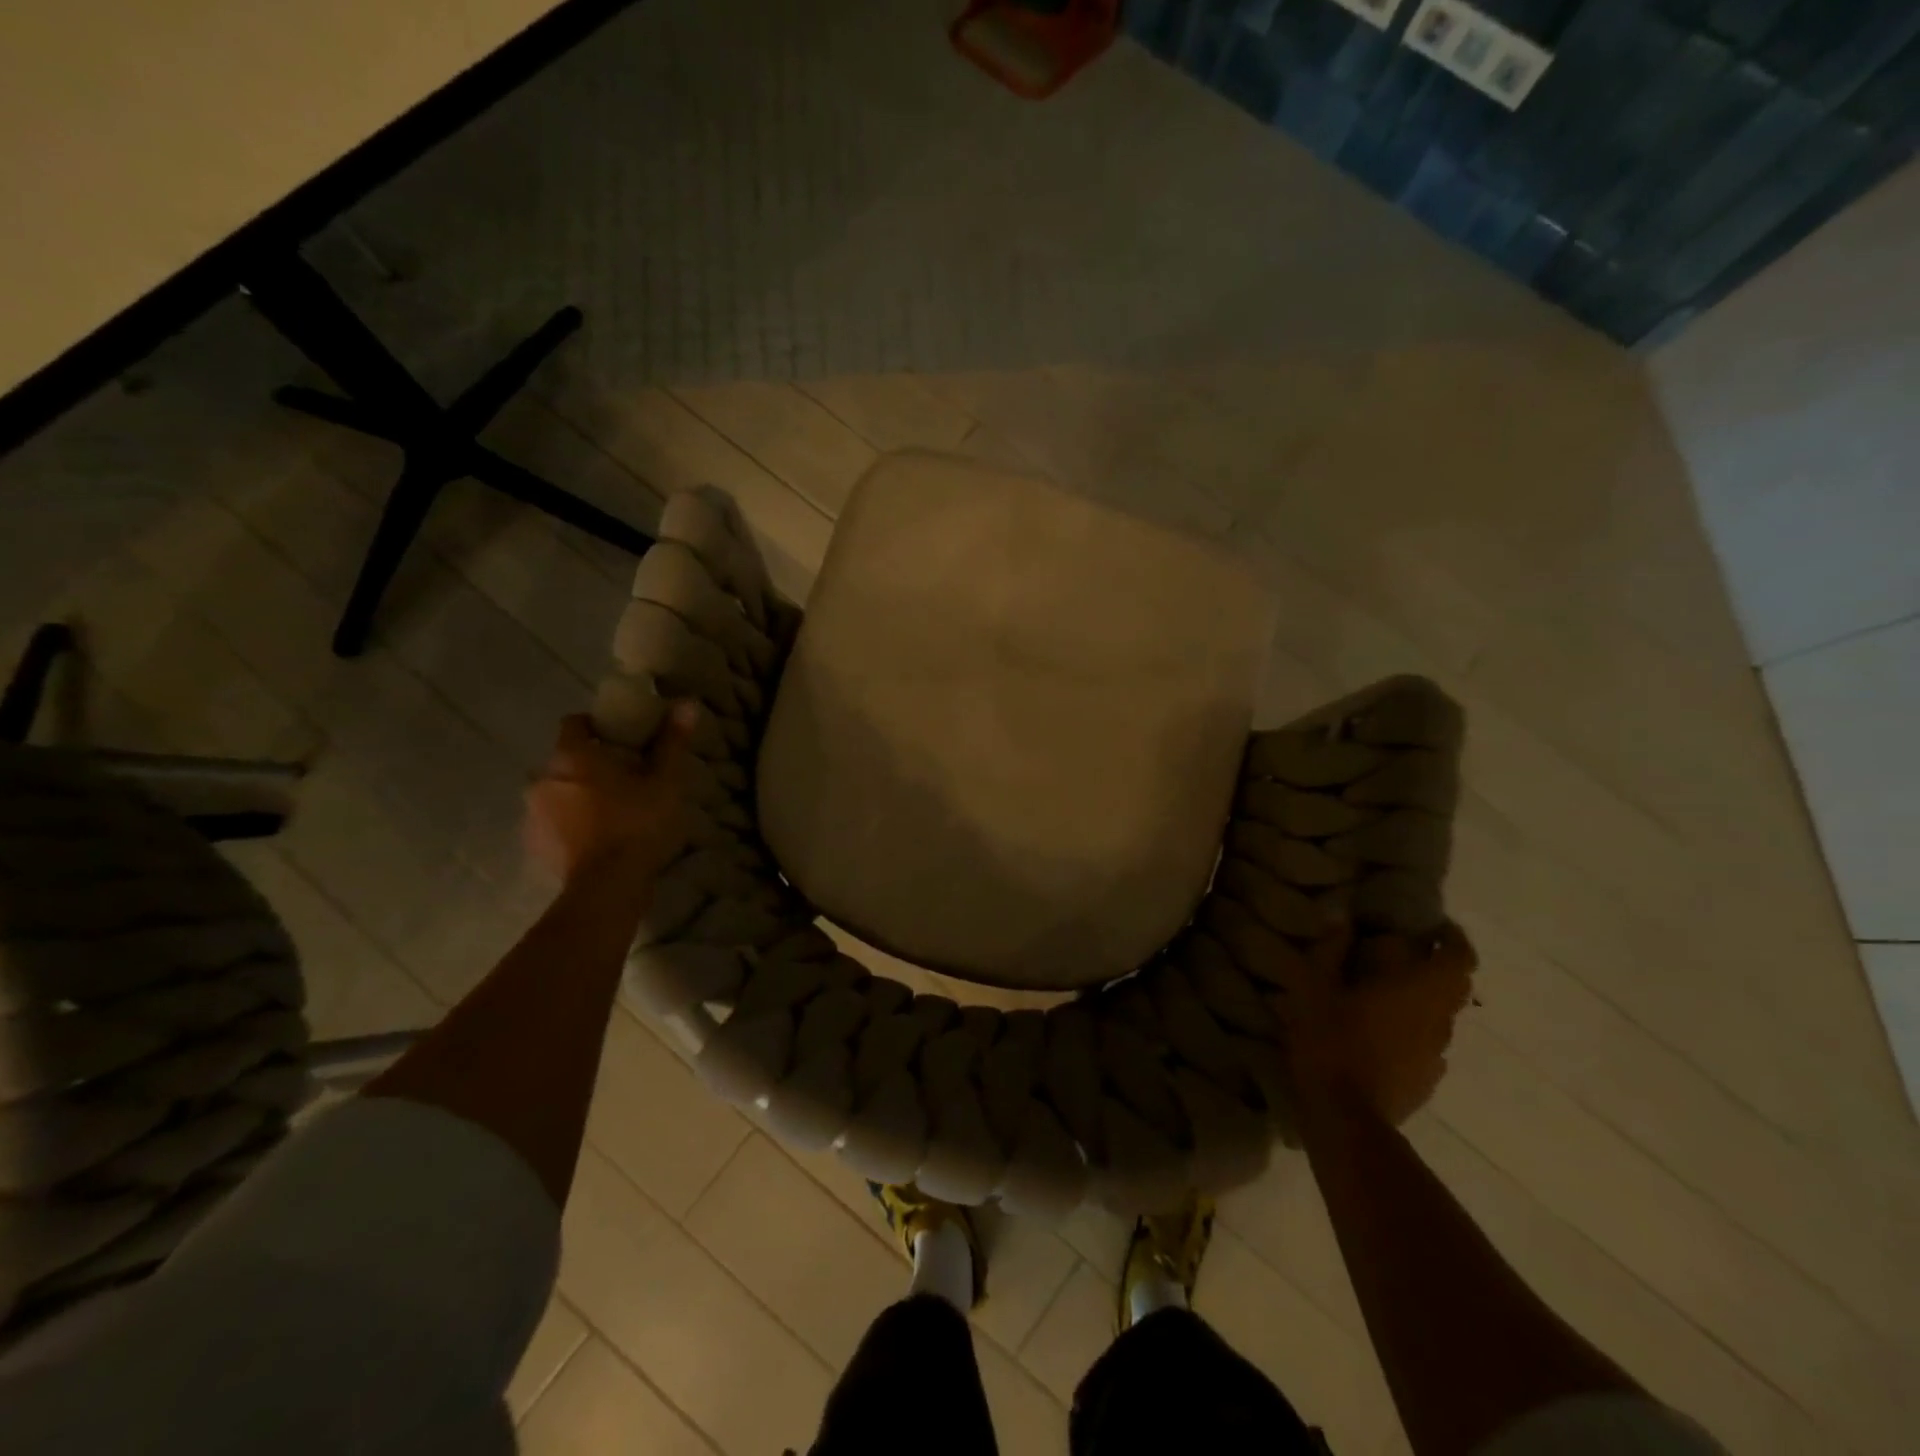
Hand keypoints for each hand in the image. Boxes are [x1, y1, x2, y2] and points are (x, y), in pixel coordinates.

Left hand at [525, 707, 697, 888]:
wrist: (607, 887)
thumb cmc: (637, 824)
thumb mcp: (665, 782)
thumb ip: (671, 742)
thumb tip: (686, 702)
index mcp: (572, 755)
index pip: (573, 723)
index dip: (595, 726)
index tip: (619, 739)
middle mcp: (543, 778)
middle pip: (565, 760)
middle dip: (589, 765)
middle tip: (624, 778)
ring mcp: (533, 814)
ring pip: (557, 792)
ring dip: (577, 796)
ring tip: (610, 811)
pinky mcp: (534, 844)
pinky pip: (552, 823)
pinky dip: (569, 824)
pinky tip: (595, 839)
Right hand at [1271, 919, 1476, 1124]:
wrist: (1345, 1118)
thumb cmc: (1329, 1042)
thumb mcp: (1313, 987)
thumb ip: (1330, 950)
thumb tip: (1341, 919)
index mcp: (1418, 991)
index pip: (1459, 958)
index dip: (1454, 939)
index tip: (1433, 927)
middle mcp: (1438, 1020)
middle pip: (1456, 987)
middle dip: (1439, 966)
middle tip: (1405, 955)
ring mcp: (1437, 1055)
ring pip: (1442, 1017)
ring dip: (1424, 1000)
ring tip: (1388, 994)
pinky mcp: (1427, 1081)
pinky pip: (1429, 1045)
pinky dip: (1414, 1031)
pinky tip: (1382, 1035)